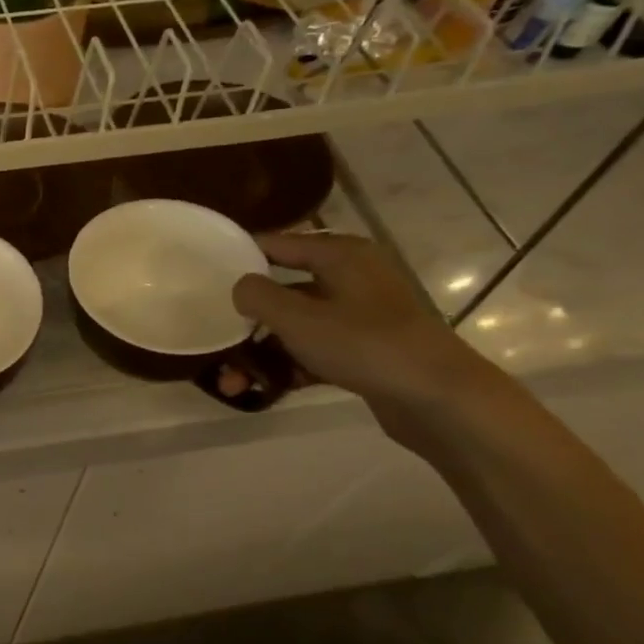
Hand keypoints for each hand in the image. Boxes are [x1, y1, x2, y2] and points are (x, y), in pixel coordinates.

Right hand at [231, 233, 500, 421]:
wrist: (440, 399)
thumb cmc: (364, 344)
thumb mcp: (298, 317)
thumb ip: (257, 295)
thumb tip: (239, 287)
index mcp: (340, 255)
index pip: (277, 243)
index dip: (239, 257)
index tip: (203, 276)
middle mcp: (351, 278)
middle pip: (283, 290)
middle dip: (246, 320)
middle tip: (215, 339)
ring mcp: (360, 316)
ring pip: (296, 327)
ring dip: (261, 353)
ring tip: (231, 384)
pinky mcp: (365, 351)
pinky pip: (314, 352)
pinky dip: (289, 368)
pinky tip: (262, 391)